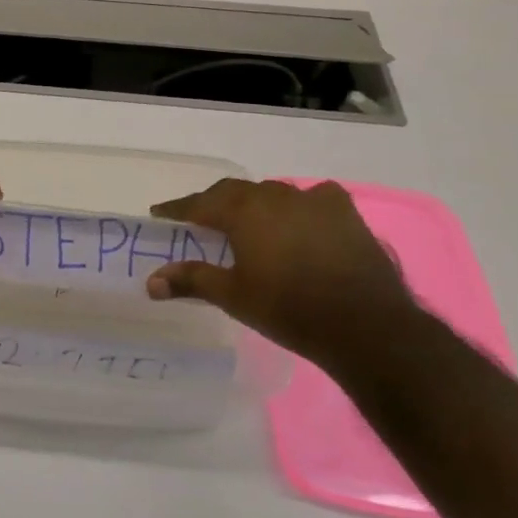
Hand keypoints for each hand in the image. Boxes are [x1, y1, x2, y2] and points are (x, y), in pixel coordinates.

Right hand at [146, 178, 419, 374]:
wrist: (366, 325)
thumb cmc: (289, 309)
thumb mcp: (233, 296)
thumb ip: (191, 280)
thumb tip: (150, 282)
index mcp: (243, 211)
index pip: (199, 203)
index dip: (177, 209)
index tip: (159, 213)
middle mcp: (274, 196)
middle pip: (234, 192)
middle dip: (214, 203)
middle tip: (200, 219)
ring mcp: (313, 201)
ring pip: (272, 194)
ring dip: (255, 204)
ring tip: (249, 222)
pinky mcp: (345, 213)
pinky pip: (314, 198)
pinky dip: (299, 206)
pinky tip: (301, 219)